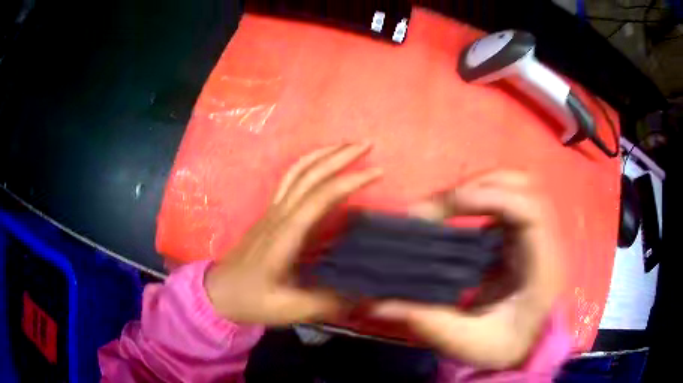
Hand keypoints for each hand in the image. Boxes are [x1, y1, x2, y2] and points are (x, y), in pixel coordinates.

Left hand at [205, 143, 381, 325]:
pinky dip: (308, 165)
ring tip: (346, 146)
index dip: (350, 182)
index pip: (320, 197)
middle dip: (339, 155)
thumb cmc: (251, 300)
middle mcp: (279, 215)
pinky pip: (290, 181)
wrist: (218, 293)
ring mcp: (272, 212)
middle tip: (367, 144)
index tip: (377, 172)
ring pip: (297, 172)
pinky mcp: (270, 215)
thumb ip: (327, 303)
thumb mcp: (288, 309)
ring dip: (322, 155)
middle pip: (309, 174)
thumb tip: (364, 294)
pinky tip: (321, 167)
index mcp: (285, 235)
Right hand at [372, 171, 563, 369]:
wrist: (524, 345)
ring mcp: (531, 234)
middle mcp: (541, 240)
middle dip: (476, 186)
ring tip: (441, 209)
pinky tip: (451, 219)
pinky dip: (474, 200)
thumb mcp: (469, 343)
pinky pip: (499, 201)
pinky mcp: (518, 235)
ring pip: (510, 186)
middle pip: (520, 186)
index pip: (528, 210)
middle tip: (437, 208)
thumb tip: (377, 304)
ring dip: (474, 188)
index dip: (491, 197)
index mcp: (541, 265)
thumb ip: (428, 322)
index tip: (450, 206)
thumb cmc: (505, 346)